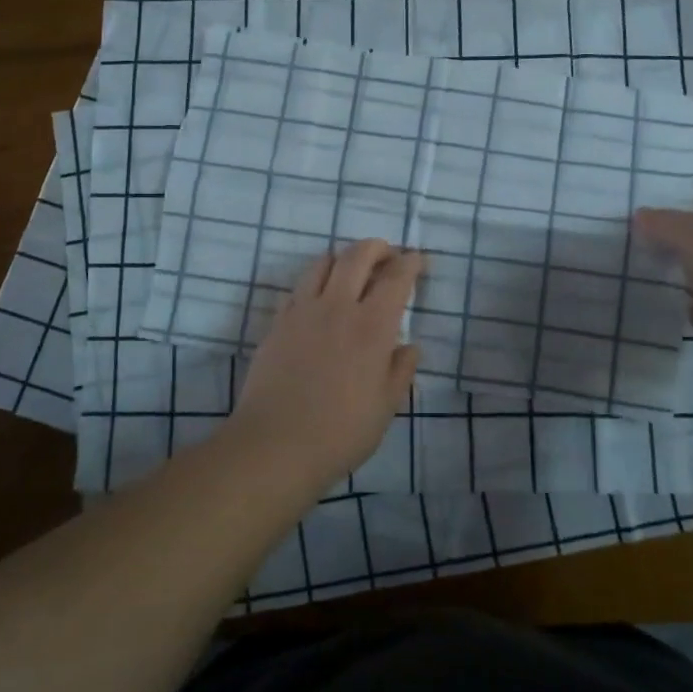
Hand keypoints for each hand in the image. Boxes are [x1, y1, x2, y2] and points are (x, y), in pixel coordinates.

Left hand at [227, 240, 422, 488]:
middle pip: (357, 256)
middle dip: (377, 247)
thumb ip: (400, 371)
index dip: (410, 263)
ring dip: (343, 258)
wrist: (275, 445)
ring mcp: (303, 311)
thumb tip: (410, 347)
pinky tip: (320, 299)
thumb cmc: (340, 432)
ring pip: (323, 263)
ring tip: (352, 270)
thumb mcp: (385, 407)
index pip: (395, 279)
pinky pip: (298, 288)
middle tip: (388, 254)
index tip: (417, 259)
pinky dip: (315, 281)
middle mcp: (337, 307)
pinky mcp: (278, 323)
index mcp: (372, 326)